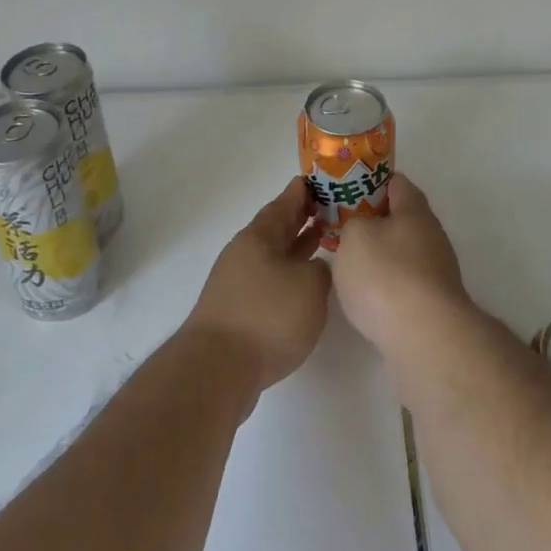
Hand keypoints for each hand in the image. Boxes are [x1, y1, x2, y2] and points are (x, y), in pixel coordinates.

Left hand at [186, 179, 331, 401]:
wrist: (217, 370)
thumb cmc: (267, 317)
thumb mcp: (309, 286)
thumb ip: (321, 271)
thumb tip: (313, 271)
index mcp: (259, 236)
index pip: (286, 201)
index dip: (306, 190)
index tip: (325, 181)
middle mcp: (245, 253)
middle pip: (278, 228)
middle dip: (303, 218)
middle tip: (333, 209)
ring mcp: (238, 282)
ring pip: (274, 255)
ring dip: (297, 248)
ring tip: (324, 243)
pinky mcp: (237, 311)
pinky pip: (269, 280)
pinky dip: (288, 276)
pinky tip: (304, 287)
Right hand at [330, 175, 470, 359]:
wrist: (425, 338)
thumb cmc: (385, 275)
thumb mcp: (354, 235)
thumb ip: (352, 222)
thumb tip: (361, 229)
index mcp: (415, 209)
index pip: (394, 181)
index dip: (368, 181)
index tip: (344, 191)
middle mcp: (431, 234)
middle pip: (399, 218)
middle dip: (371, 222)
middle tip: (340, 228)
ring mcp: (436, 270)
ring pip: (400, 252)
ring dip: (377, 256)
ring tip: (347, 265)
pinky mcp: (433, 303)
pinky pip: (404, 283)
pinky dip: (385, 285)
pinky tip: (366, 298)